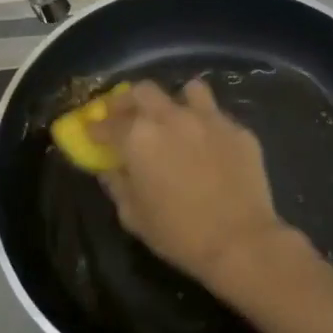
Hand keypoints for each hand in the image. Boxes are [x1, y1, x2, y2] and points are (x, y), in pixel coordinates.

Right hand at [88, 79, 291, 290]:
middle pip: (142, 91)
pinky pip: (217, 116)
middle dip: (128, 101)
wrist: (241, 242)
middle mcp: (171, 118)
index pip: (108, 123)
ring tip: (174, 119)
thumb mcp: (133, 215)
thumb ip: (117, 184)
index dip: (95, 128)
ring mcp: (209, 119)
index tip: (92, 133)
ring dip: (175, 101)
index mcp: (138, 137)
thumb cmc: (178, 233)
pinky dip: (206, 124)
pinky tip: (208, 145)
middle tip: (125, 116)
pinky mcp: (239, 130)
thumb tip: (109, 168)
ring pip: (188, 90)